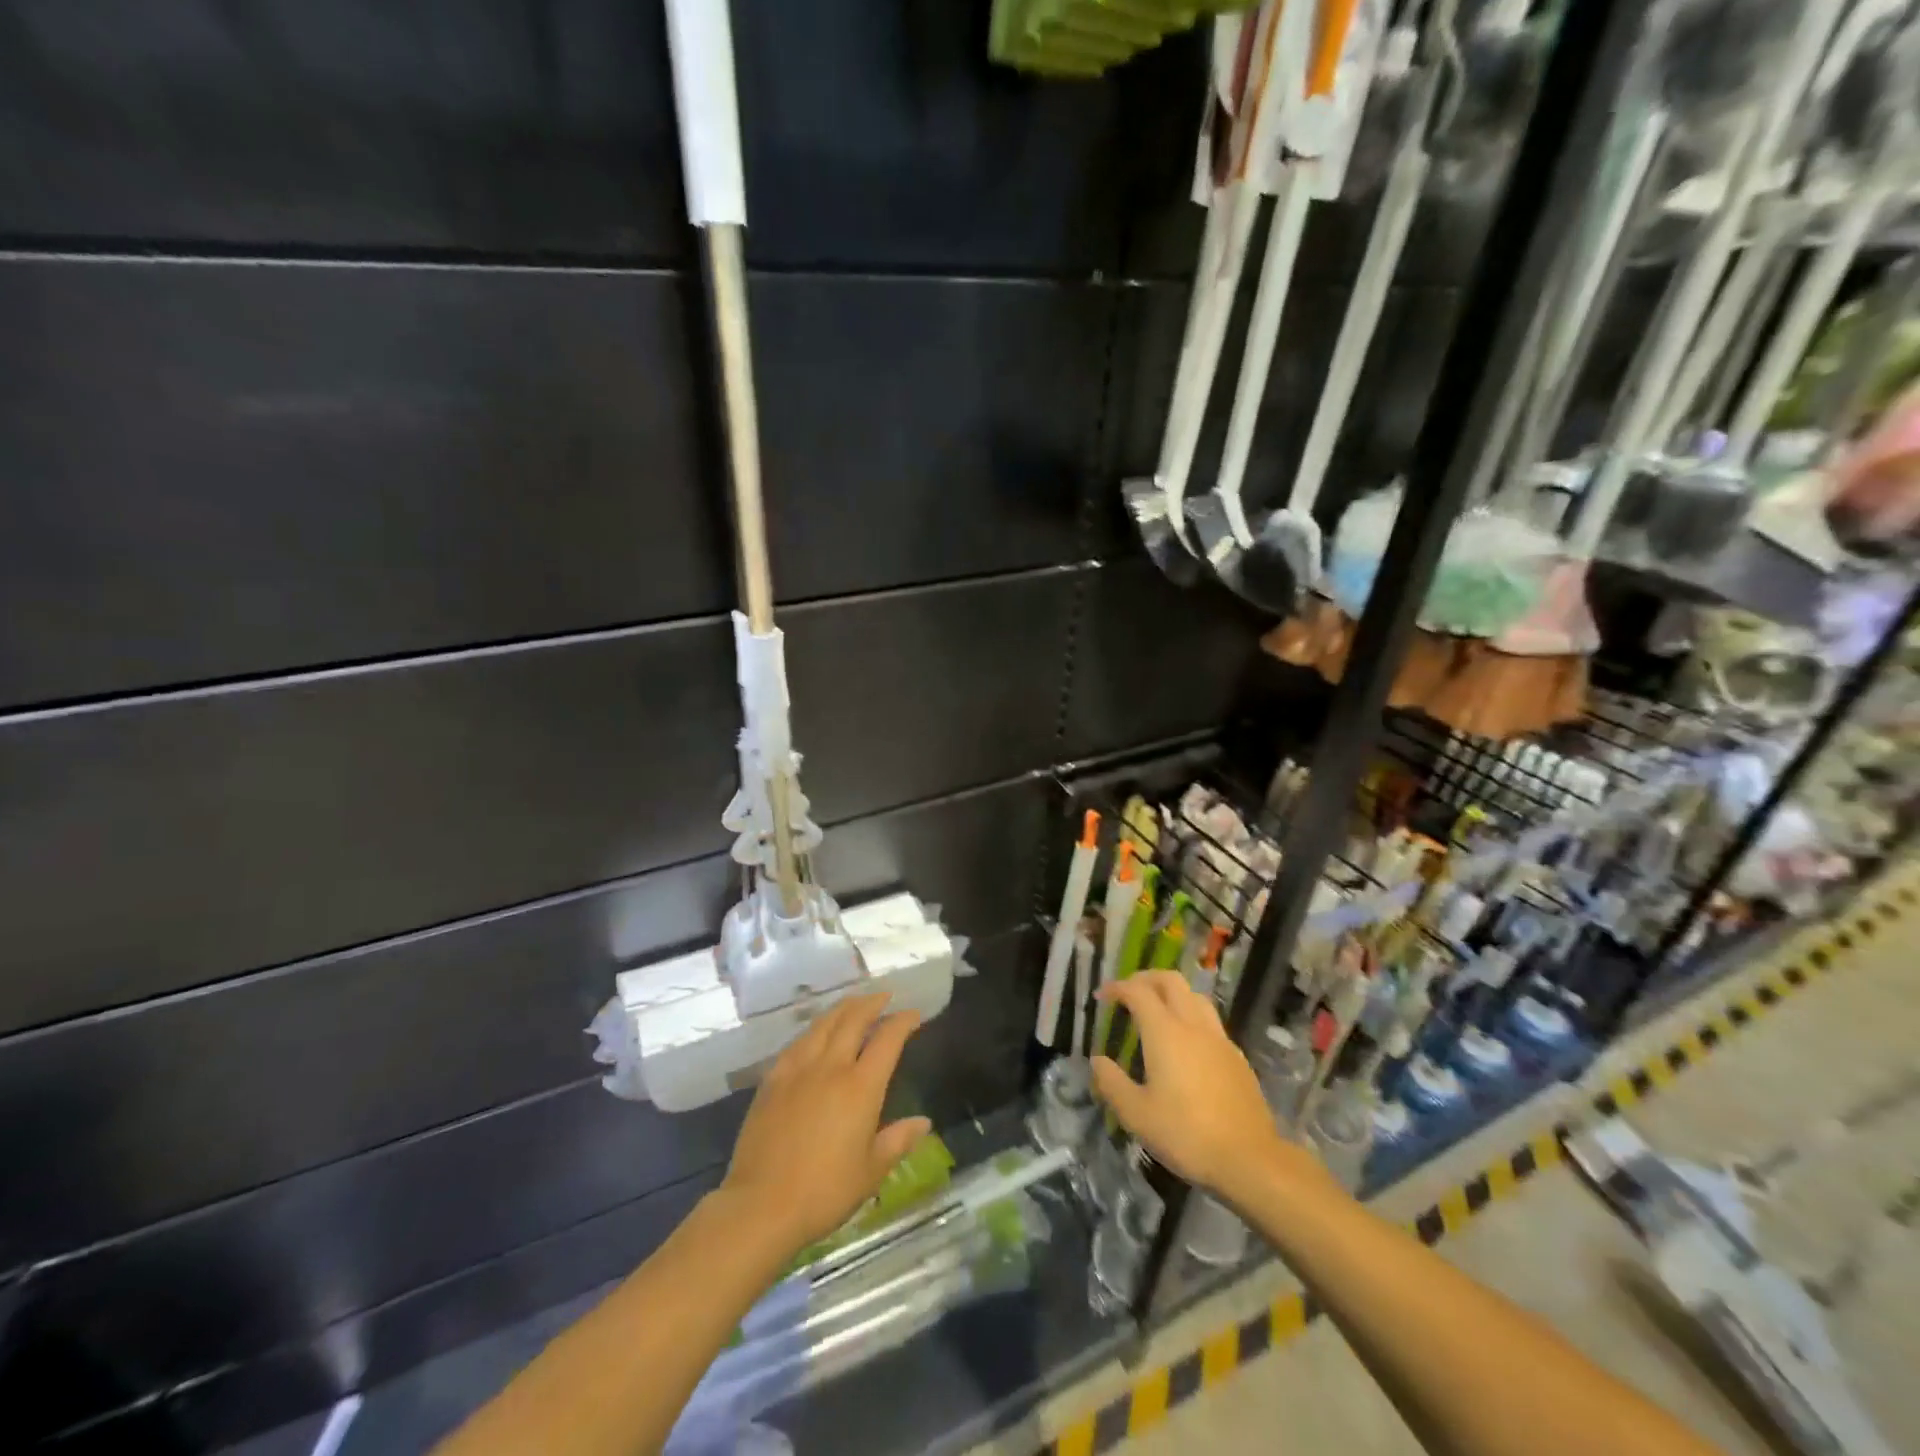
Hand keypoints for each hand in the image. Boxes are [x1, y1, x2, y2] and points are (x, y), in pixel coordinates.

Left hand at [720, 992, 931, 1257]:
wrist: (761, 1205)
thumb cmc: (824, 1192)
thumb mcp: (871, 1172)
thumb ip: (898, 1140)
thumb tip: (923, 1122)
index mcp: (860, 1087)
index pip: (887, 1040)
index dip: (902, 1021)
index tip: (913, 1013)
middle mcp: (831, 1067)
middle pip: (854, 1020)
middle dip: (872, 1003)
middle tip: (885, 996)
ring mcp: (798, 1070)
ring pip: (823, 1024)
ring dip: (843, 1008)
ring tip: (854, 1003)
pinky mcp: (773, 1080)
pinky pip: (797, 1043)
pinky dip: (814, 1030)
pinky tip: (815, 1033)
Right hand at [1090, 973, 1308, 1206]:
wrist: (1249, 1159)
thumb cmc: (1186, 1134)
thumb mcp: (1136, 1115)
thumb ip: (1112, 1083)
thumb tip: (1098, 1061)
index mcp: (1165, 1032)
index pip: (1138, 992)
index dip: (1117, 988)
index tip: (1102, 996)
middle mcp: (1193, 1025)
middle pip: (1170, 981)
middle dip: (1146, 979)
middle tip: (1128, 992)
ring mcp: (1219, 1039)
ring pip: (1195, 996)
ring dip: (1172, 993)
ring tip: (1157, 1010)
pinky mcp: (1237, 1057)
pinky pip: (1210, 1021)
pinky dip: (1191, 1016)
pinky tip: (1186, 1043)